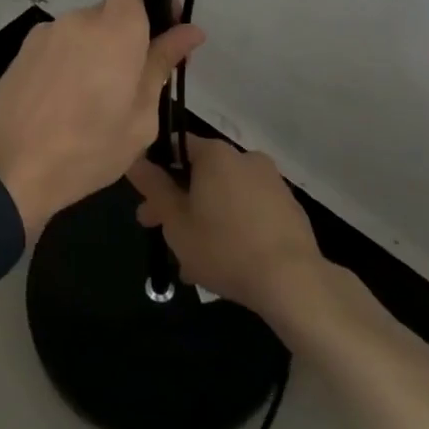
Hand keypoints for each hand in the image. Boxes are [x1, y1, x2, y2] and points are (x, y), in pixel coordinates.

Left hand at [0, 0, 203, 239]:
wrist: (3, 171)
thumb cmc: (85, 150)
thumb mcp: (139, 119)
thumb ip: (161, 66)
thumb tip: (190, 31)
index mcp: (115, 29)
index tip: (164, 22)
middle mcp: (78, 20)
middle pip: (111, 13)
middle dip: (127, 39)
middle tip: (134, 86)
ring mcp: (44, 34)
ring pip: (84, 35)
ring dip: (96, 57)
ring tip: (94, 106)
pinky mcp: (21, 53)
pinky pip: (60, 50)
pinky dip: (70, 67)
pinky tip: (65, 108)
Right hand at [128, 135, 324, 320]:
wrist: (292, 281)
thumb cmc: (223, 247)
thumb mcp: (175, 221)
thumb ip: (154, 188)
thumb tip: (135, 160)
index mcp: (216, 154)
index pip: (176, 148)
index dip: (156, 174)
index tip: (147, 203)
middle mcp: (245, 158)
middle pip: (201, 174)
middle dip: (178, 203)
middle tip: (161, 235)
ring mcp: (271, 183)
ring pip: (224, 197)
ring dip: (204, 220)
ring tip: (192, 262)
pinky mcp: (288, 208)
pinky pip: (248, 211)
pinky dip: (232, 227)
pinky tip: (223, 262)